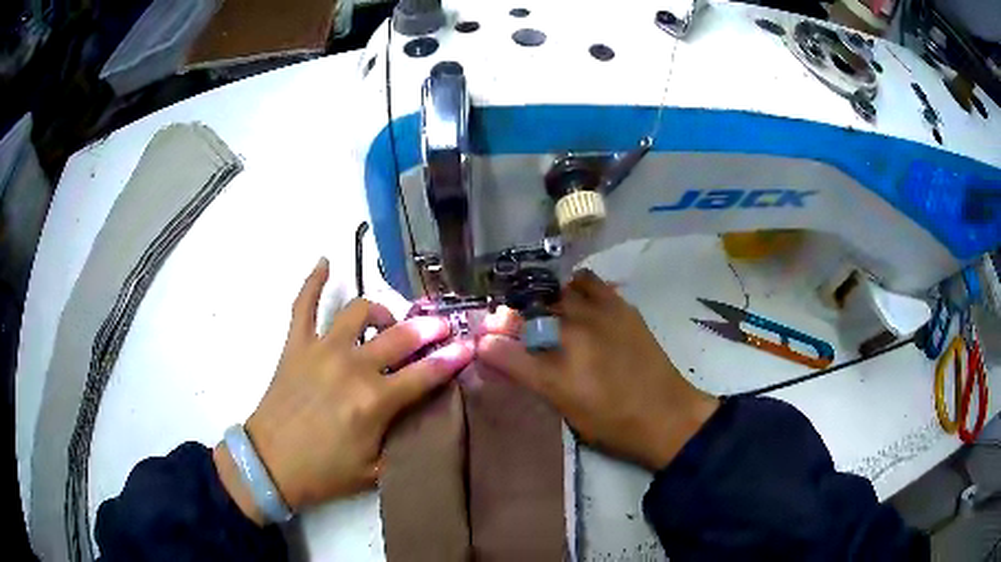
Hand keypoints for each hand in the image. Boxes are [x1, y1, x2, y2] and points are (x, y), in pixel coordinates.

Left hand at [215, 258, 472, 523]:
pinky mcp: (296, 345)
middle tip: (442, 327)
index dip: (453, 358)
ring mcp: (321, 350)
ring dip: (380, 310)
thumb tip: (422, 417)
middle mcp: (351, 366)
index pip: (426, 373)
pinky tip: (324, 262)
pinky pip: (303, 304)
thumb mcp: (374, 469)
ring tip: (387, 321)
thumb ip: (402, 440)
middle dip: (429, 329)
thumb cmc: (324, 472)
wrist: (270, 465)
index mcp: (374, 400)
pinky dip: (312, 281)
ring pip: (358, 310)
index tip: (471, 345)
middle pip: (400, 336)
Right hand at [477, 270, 717, 470]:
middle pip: (528, 311)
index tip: (486, 341)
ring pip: (556, 291)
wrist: (666, 415)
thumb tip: (494, 353)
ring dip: (545, 299)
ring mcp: (599, 316)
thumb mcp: (564, 408)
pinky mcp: (621, 307)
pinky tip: (578, 301)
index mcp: (556, 372)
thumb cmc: (612, 423)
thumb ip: (527, 376)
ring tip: (548, 312)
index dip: (490, 342)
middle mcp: (573, 337)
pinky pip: (589, 282)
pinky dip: (575, 287)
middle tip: (516, 326)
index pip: (504, 348)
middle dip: (514, 316)